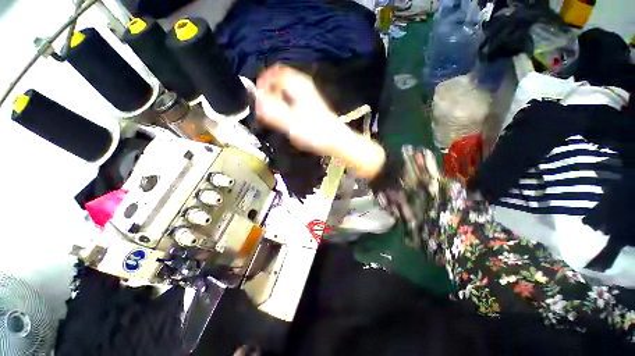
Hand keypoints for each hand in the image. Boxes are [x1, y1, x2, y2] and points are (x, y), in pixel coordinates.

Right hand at [255, 65, 385, 178]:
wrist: (336, 140)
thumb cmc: (315, 133)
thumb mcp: (291, 124)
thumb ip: (272, 111)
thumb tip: (256, 99)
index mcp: (298, 85)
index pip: (274, 73)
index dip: (263, 83)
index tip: (257, 98)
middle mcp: (304, 85)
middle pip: (280, 79)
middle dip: (269, 91)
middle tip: (263, 108)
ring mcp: (308, 94)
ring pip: (286, 89)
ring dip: (276, 98)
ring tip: (272, 113)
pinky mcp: (311, 104)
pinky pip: (292, 97)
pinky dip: (285, 103)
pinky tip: (285, 116)